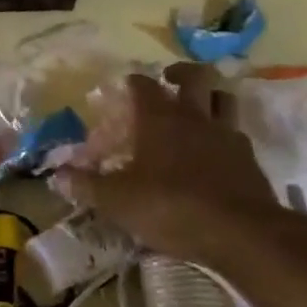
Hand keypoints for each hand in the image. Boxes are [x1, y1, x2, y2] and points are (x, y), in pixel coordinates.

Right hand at [54, 63, 285, 265]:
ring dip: (210, 97)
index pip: (143, 84)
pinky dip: (225, 135)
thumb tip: (57, 175)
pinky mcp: (250, 159)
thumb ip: (87, 186)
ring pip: (223, 98)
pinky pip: (237, 134)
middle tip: (169, 81)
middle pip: (195, 76)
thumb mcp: (118, 201)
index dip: (132, 83)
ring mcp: (227, 135)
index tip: (123, 89)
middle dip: (180, 73)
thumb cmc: (171, 206)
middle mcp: (195, 116)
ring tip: (197, 109)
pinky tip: (215, 152)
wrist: (242, 233)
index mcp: (159, 117)